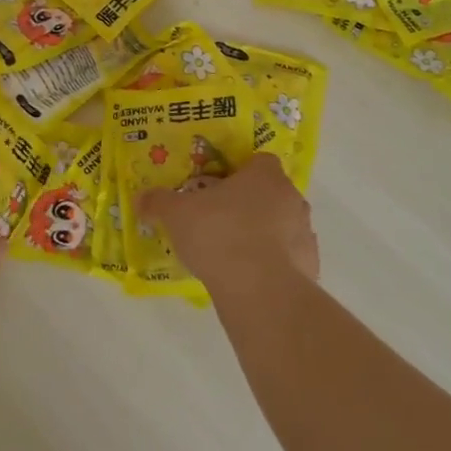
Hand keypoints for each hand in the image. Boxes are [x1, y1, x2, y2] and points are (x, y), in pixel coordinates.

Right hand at [140, 152, 318, 294]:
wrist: (259, 289)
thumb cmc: (218, 234)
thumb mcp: (176, 214)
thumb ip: (159, 202)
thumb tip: (140, 198)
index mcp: (264, 175)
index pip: (258, 161)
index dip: (238, 172)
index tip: (218, 187)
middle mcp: (291, 197)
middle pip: (271, 193)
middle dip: (249, 203)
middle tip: (219, 220)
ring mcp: (305, 232)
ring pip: (282, 225)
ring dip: (264, 233)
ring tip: (232, 252)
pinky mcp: (310, 265)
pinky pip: (289, 257)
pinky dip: (273, 263)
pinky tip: (249, 276)